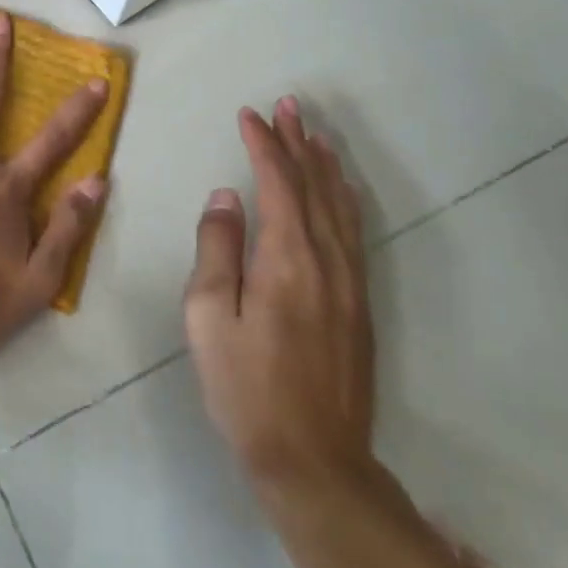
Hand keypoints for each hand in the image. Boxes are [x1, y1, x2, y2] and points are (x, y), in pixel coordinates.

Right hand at [185, 97, 375, 508]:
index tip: (249, 114)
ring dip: (325, 166)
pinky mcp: (359, 305)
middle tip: (289, 106)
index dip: (264, 145)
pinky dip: (344, 199)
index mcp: (287, 260)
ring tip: (314, 134)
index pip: (277, 184)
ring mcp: (350, 284)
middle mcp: (326, 261)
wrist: (313, 461)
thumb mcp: (208, 317)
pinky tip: (339, 192)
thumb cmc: (245, 387)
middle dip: (298, 142)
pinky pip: (353, 232)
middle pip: (314, 187)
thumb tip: (226, 197)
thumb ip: (217, 249)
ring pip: (340, 207)